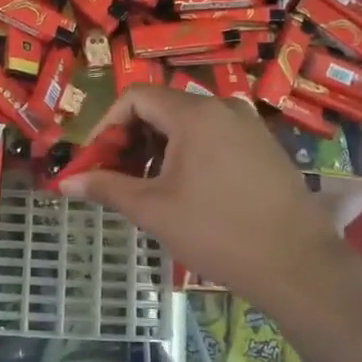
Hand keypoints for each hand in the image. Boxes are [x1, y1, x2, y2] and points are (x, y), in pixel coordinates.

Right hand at [57, 87, 356, 312]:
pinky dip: (187, 155)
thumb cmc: (217, 232)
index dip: (106, 125)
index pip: (135, 97)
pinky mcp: (263, 147)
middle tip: (115, 177)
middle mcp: (223, 108)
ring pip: (187, 125)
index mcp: (194, 114)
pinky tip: (185, 192)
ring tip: (147, 189)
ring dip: (157, 149)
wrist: (297, 264)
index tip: (94, 160)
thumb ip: (106, 187)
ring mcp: (248, 126)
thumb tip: (64, 182)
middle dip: (130, 139)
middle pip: (161, 108)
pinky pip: (213, 138)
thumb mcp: (153, 210)